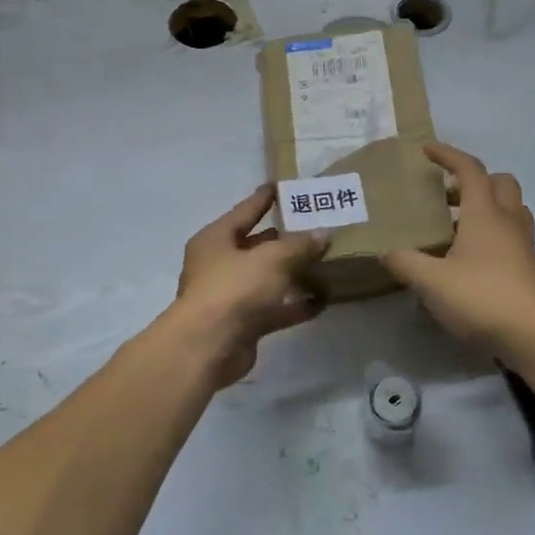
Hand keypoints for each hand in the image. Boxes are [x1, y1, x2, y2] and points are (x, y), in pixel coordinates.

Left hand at [170, 187, 328, 387]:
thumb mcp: (272, 259)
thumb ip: (300, 245)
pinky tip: (322, 301)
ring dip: (294, 274)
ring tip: (327, 263)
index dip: (264, 199)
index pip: (245, 211)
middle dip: (286, 239)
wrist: (207, 347)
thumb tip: (324, 233)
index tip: (282, 186)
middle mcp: (219, 265)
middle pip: (257, 246)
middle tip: (317, 227)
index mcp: (216, 239)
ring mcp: (230, 296)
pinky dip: (295, 305)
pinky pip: (274, 308)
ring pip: (268, 279)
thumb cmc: (234, 288)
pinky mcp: (243, 324)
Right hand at [380, 144, 534, 353]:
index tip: (427, 151)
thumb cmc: (482, 297)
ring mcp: (523, 245)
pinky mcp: (528, 268)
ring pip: (510, 209)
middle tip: (447, 195)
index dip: (448, 155)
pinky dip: (492, 234)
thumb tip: (384, 252)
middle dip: (474, 181)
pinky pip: (511, 235)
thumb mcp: (432, 282)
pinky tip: (470, 259)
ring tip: (456, 227)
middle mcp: (507, 221)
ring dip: (486, 207)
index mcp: (485, 213)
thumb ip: (405, 263)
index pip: (469, 170)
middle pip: (500, 183)